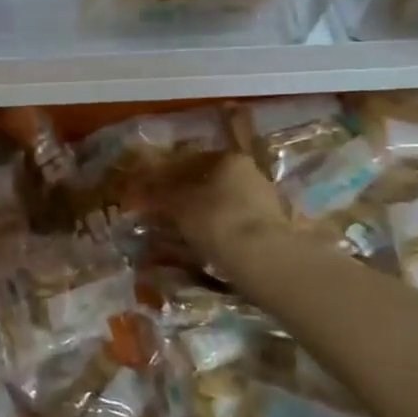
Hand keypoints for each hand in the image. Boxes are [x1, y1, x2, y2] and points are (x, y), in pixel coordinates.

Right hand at [164, 152, 288, 264]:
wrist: (262, 258)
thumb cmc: (216, 218)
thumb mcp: (178, 203)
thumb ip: (160, 193)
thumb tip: (145, 188)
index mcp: (229, 158)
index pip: (193, 160)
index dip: (170, 174)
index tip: (154, 189)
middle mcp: (251, 173)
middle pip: (212, 182)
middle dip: (190, 195)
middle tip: (168, 211)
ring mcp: (266, 201)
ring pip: (225, 204)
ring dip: (206, 215)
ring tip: (184, 232)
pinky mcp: (273, 228)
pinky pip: (237, 224)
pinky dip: (221, 231)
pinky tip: (207, 244)